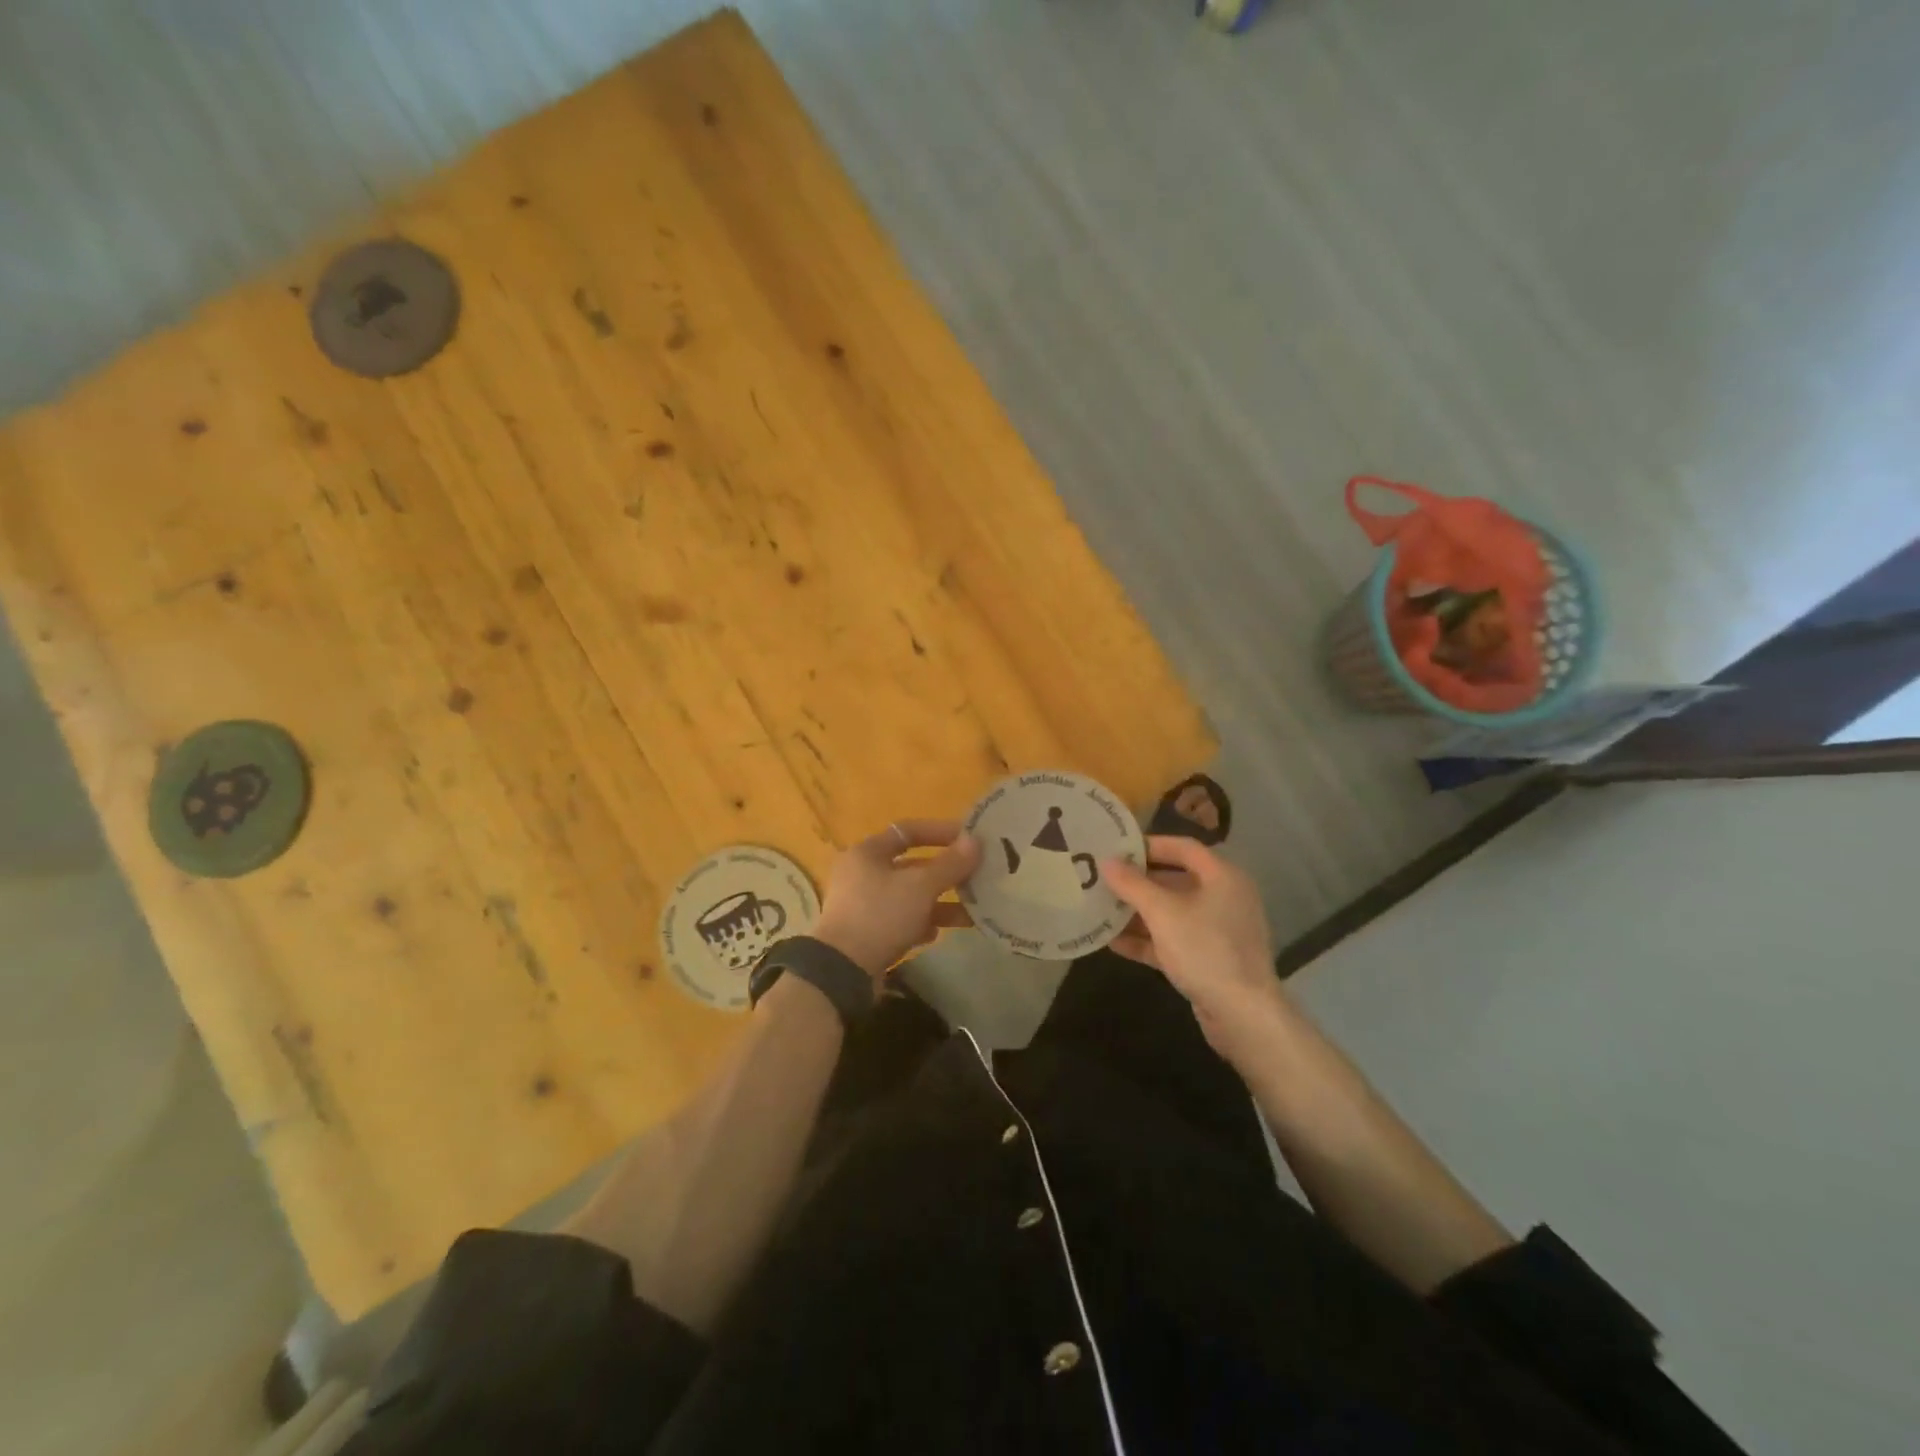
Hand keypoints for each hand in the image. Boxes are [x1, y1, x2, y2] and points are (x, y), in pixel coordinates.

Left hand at [811, 820, 981, 979]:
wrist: (842, 972)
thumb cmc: (880, 915)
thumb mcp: (920, 887)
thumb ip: (950, 864)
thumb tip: (975, 840)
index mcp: (867, 852)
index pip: (908, 831)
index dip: (941, 832)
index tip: (970, 839)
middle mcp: (862, 874)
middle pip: (912, 866)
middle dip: (946, 872)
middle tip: (977, 876)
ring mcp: (863, 905)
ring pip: (909, 896)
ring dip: (939, 901)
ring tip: (972, 910)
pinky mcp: (867, 933)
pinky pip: (901, 920)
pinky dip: (921, 923)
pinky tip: (937, 934)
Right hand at [1103, 836, 1285, 1061]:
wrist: (1244, 1016)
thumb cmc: (1205, 950)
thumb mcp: (1163, 913)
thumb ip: (1132, 885)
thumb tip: (1107, 862)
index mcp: (1223, 877)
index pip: (1183, 848)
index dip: (1149, 845)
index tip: (1116, 849)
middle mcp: (1224, 898)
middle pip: (1175, 880)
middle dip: (1138, 882)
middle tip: (1103, 880)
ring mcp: (1218, 931)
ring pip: (1172, 913)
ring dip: (1138, 913)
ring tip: (1101, 910)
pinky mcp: (1209, 960)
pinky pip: (1173, 940)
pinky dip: (1147, 940)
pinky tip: (1114, 943)